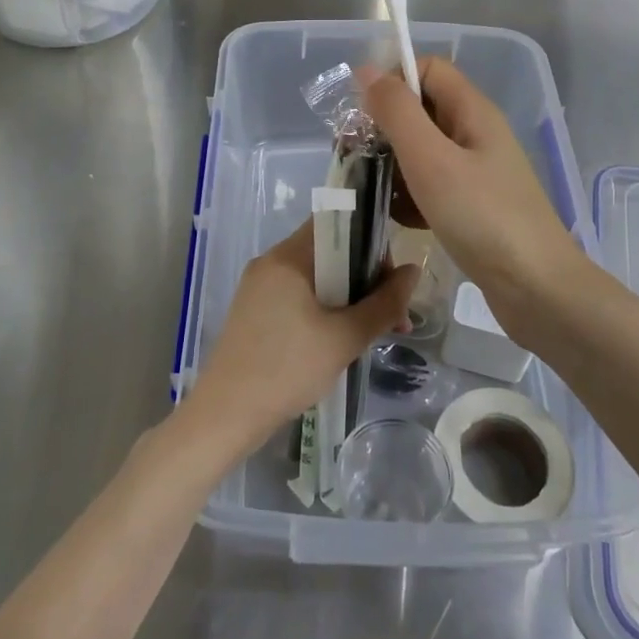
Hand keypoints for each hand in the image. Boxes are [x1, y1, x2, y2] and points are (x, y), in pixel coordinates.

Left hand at [180, 222, 417, 461]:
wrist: (226, 414)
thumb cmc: (287, 369)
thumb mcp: (345, 338)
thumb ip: (383, 304)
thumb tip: (413, 271)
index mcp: (287, 257)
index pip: (335, 223)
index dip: (369, 240)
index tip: (391, 275)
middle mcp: (270, 263)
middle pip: (328, 252)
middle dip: (365, 278)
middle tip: (393, 316)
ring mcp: (259, 288)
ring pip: (316, 278)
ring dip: (349, 298)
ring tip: (376, 333)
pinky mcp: (255, 312)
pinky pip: (298, 297)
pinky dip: (325, 309)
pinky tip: (342, 340)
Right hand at [361, 58, 589, 346]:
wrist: (537, 289)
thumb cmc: (482, 218)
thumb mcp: (431, 159)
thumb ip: (397, 112)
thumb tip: (367, 70)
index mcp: (473, 112)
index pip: (428, 69)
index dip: (392, 80)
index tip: (363, 115)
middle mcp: (476, 135)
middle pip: (422, 110)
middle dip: (386, 128)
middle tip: (357, 157)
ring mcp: (477, 173)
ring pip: (423, 152)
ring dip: (394, 165)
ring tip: (372, 191)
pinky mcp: (474, 207)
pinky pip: (432, 187)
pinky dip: (412, 196)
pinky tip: (399, 219)